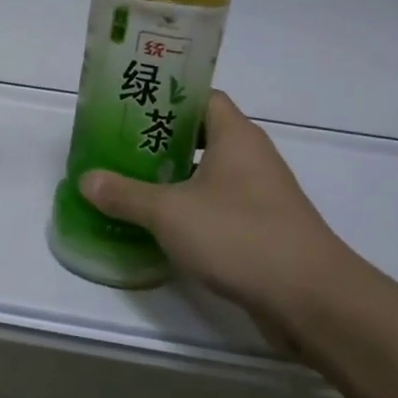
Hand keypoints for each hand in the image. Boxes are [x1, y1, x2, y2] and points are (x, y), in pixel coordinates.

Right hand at [77, 90, 353, 335]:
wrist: (311, 300)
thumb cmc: (239, 235)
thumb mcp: (169, 212)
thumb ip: (125, 194)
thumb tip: (86, 180)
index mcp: (235, 135)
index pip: (200, 97)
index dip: (166, 97)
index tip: (130, 107)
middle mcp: (251, 157)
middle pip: (200, 134)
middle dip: (160, 140)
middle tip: (118, 146)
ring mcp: (260, 195)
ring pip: (208, 173)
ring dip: (173, 177)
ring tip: (129, 182)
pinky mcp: (262, 229)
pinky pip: (218, 206)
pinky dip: (190, 209)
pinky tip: (160, 225)